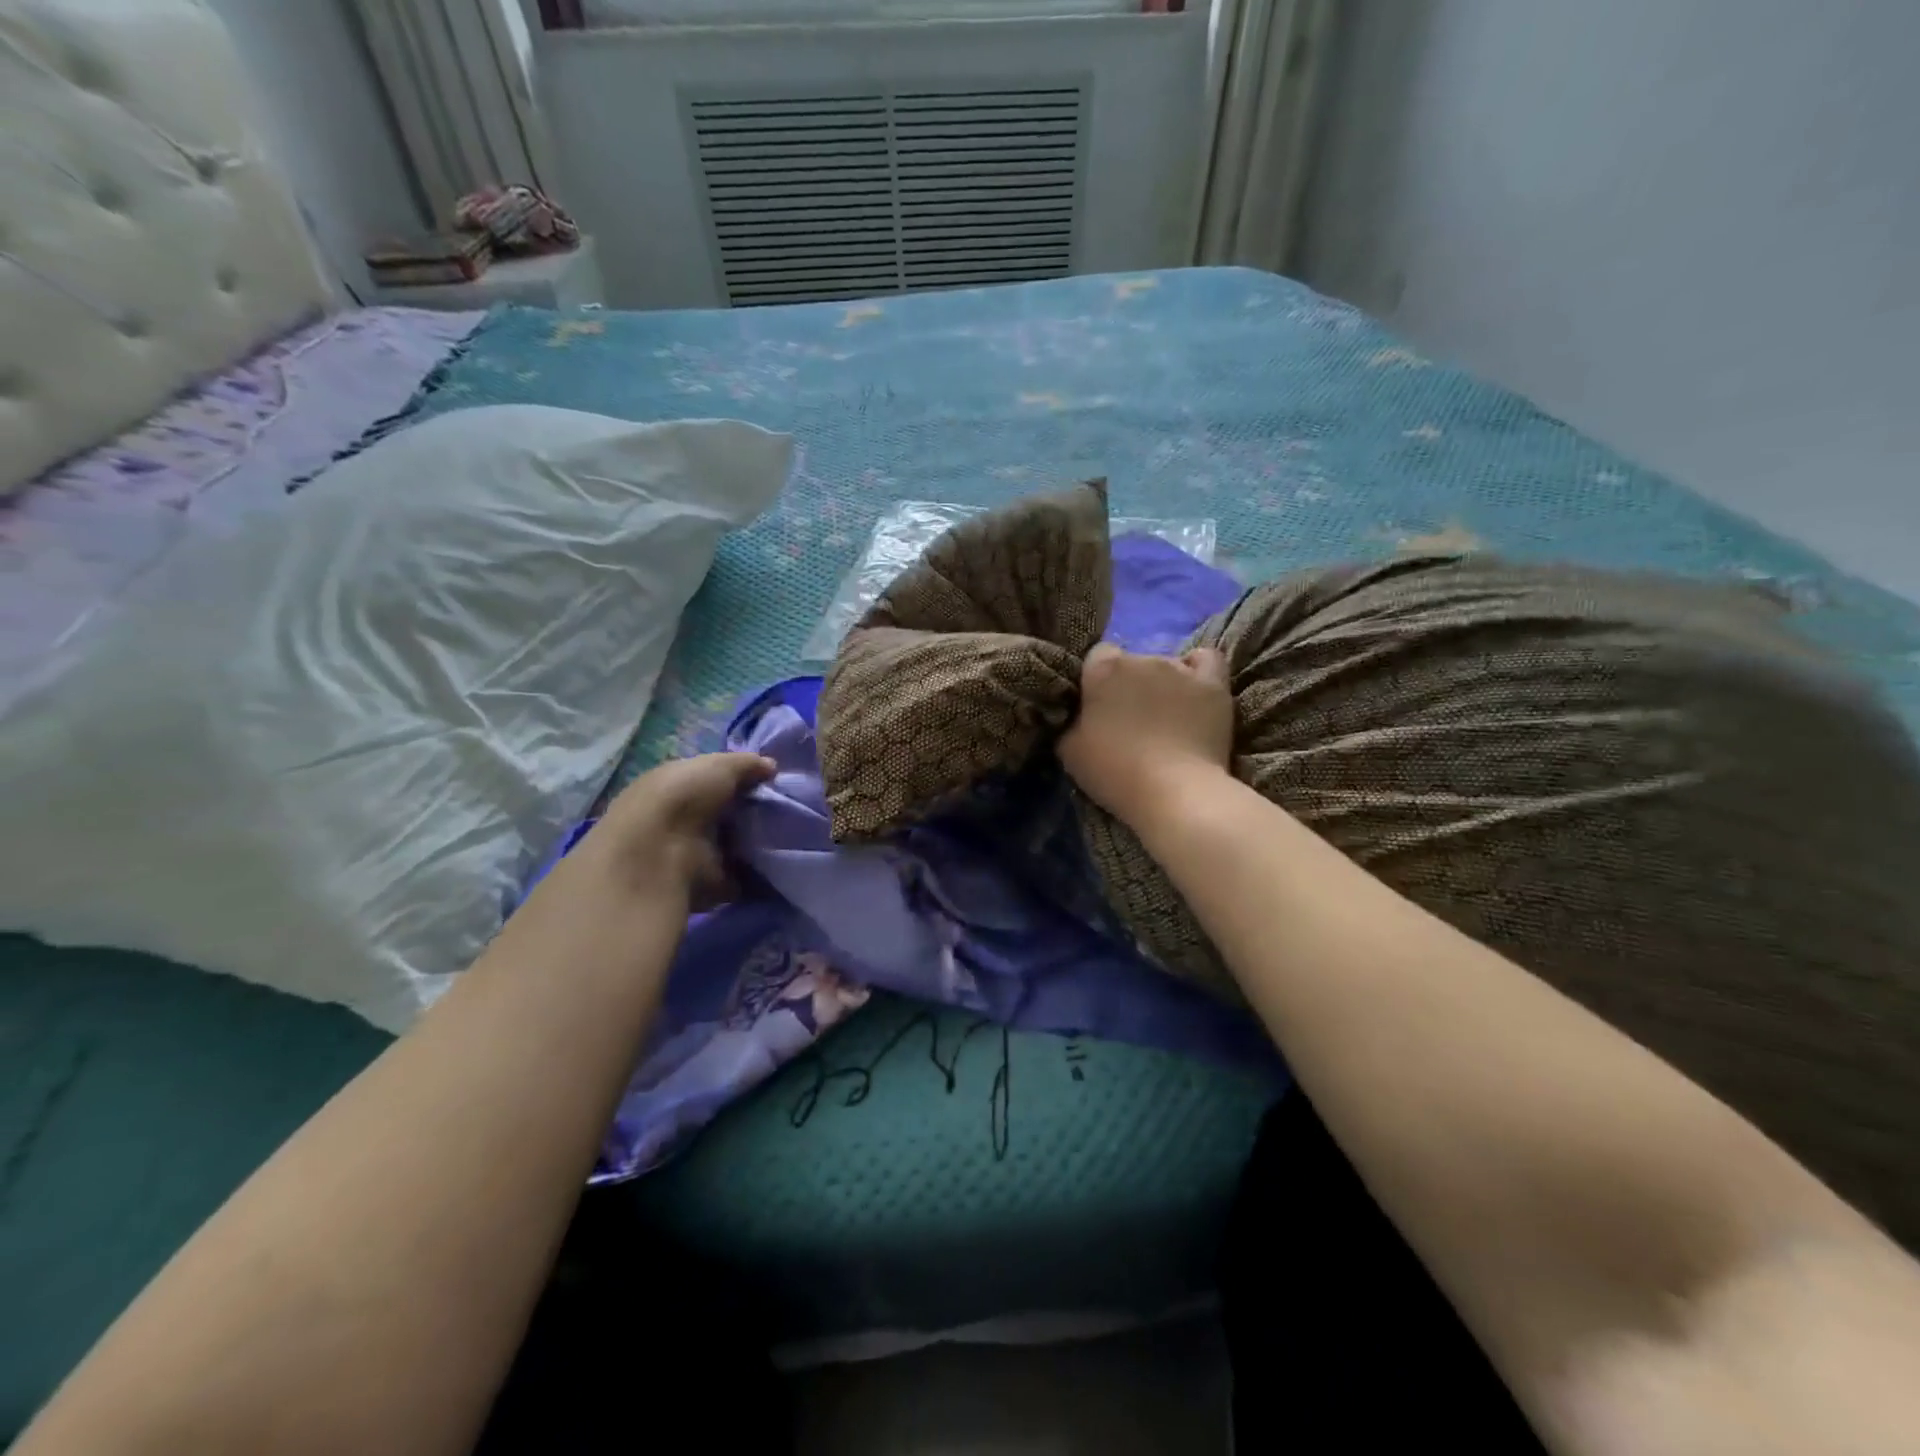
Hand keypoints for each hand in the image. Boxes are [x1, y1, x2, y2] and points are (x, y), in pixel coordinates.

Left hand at [578, 752, 775, 907]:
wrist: (659, 856)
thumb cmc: (682, 799)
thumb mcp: (719, 766)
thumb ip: (747, 764)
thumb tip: (771, 766)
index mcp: (678, 786)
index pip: (715, 781)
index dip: (743, 780)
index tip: (774, 782)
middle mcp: (684, 819)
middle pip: (728, 814)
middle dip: (755, 813)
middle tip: (788, 810)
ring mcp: (695, 854)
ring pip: (736, 845)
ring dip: (759, 844)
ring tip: (792, 836)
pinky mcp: (709, 885)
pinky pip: (743, 878)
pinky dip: (762, 876)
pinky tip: (784, 865)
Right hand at [1059, 643, 1234, 827]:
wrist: (1174, 792)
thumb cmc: (1114, 771)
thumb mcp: (1069, 749)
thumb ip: (1072, 720)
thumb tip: (1080, 714)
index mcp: (1104, 669)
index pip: (1097, 657)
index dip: (1097, 681)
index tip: (1097, 707)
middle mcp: (1142, 658)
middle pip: (1133, 662)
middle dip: (1130, 684)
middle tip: (1130, 720)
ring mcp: (1181, 669)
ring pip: (1167, 665)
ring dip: (1162, 684)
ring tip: (1166, 718)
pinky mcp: (1213, 685)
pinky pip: (1207, 660)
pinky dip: (1198, 671)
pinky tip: (1194, 691)